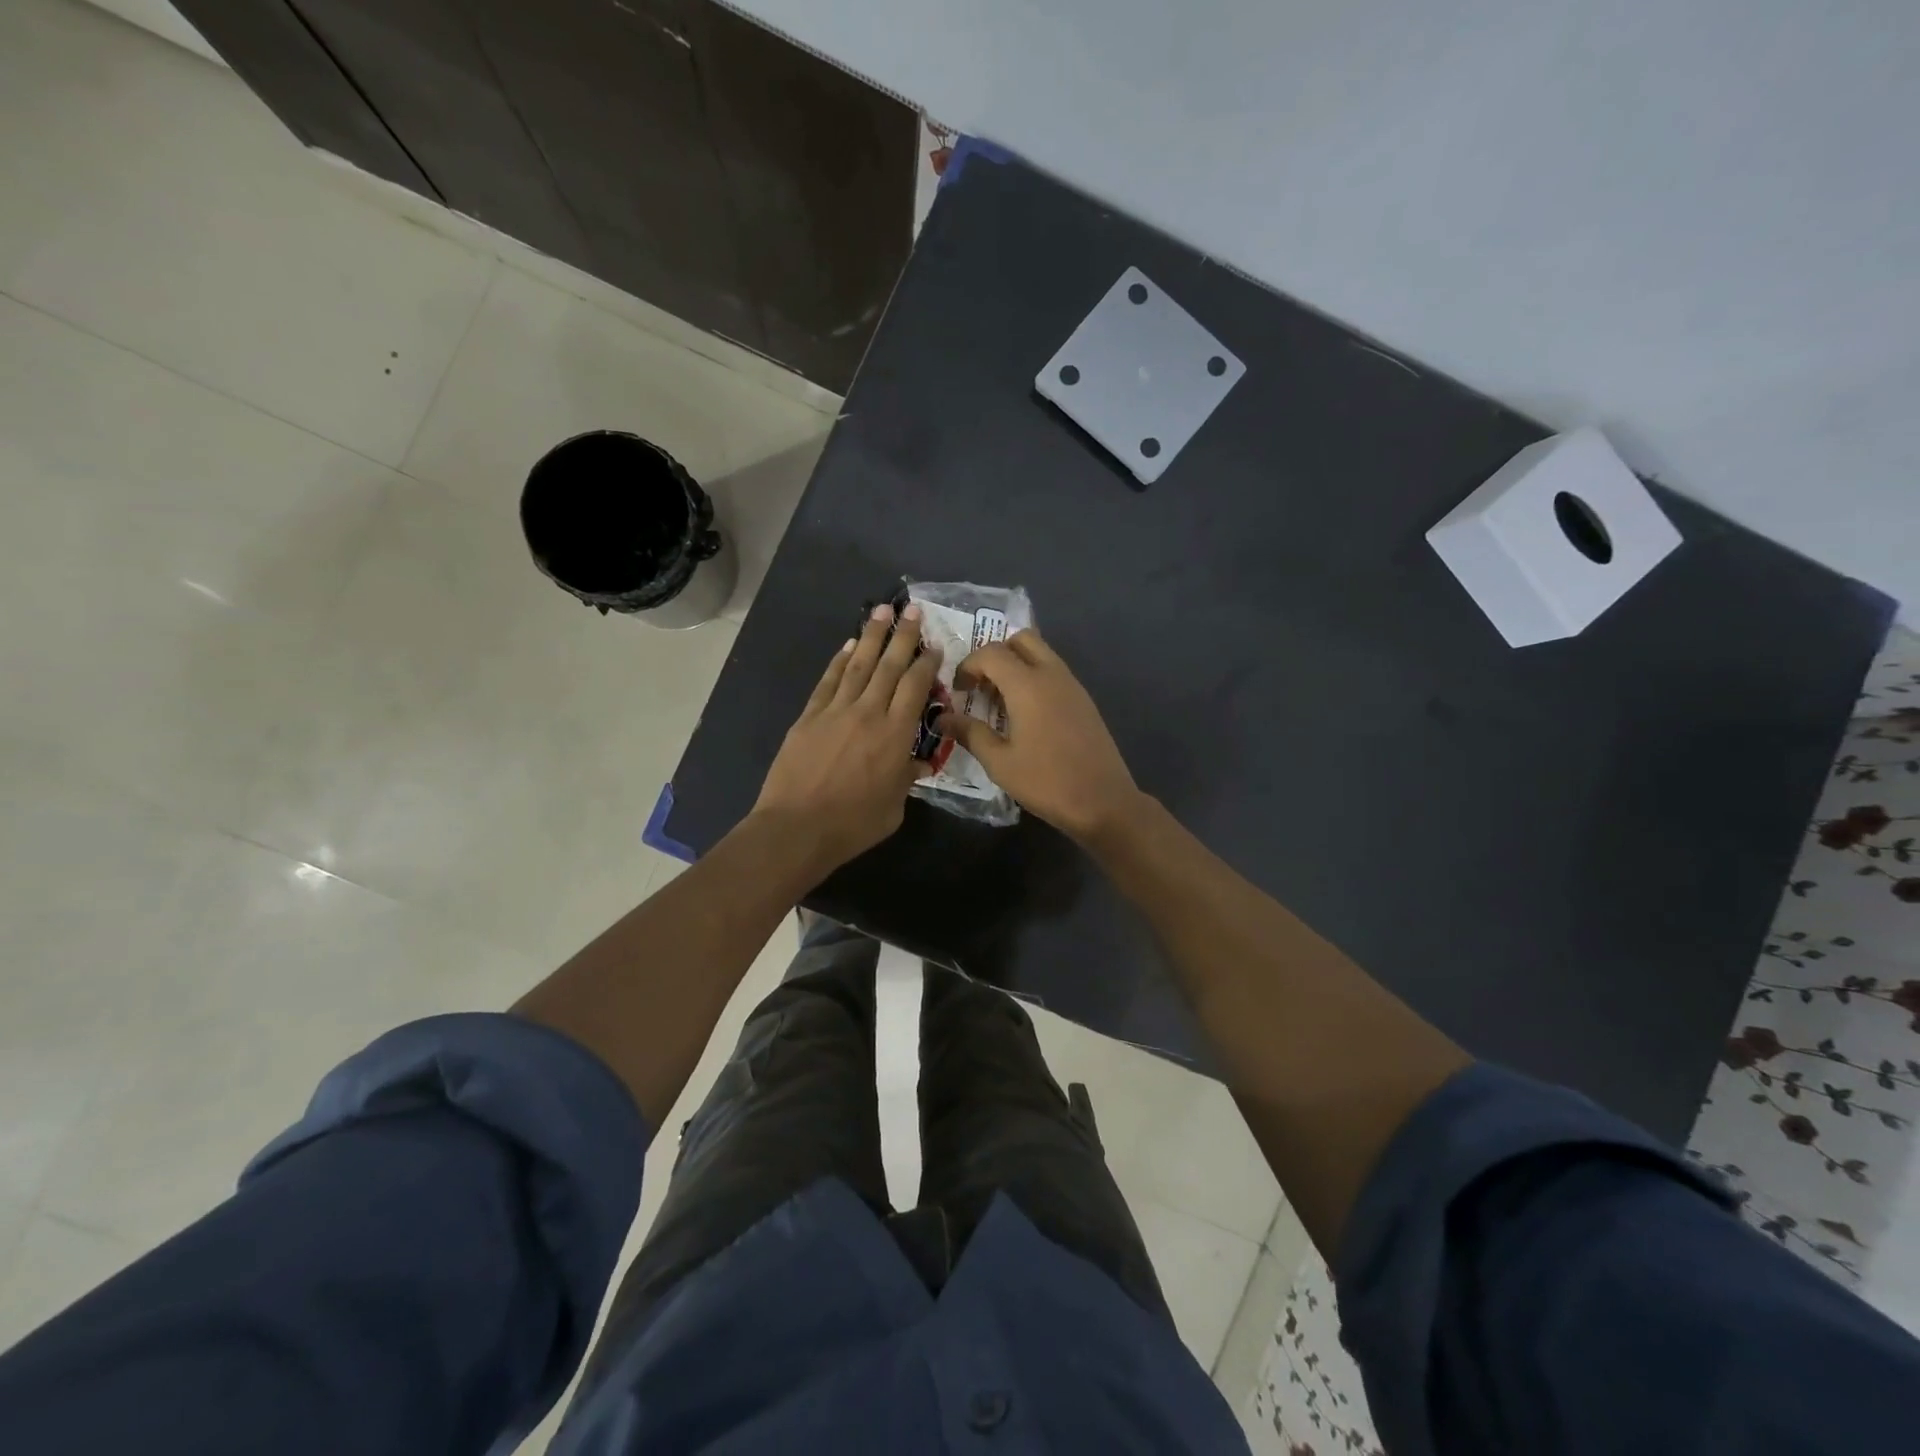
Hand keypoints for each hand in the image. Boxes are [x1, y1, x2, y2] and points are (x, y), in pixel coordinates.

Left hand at [753, 603, 940, 874]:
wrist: (797, 828)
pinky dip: (839, 660)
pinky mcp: (809, 717)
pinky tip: (849, 645)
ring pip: (859, 664)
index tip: (934, 646)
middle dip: (904, 635)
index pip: (916, 687)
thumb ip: (907, 778)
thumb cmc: (853, 824)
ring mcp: (836, 711)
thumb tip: (916, 763)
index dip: (927, 663)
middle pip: (890, 666)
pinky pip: (828, 681)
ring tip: (882, 611)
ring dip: (872, 636)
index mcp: (896, 734)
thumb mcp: (894, 807)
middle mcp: (869, 712)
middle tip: (913, 609)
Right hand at [938, 628, 1140, 843]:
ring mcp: (1072, 685)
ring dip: (1016, 665)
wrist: (1103, 801)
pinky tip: (1025, 714)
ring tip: (1000, 701)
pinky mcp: (1084, 700)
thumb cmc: (1046, 781)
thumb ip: (970, 733)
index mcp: (1028, 684)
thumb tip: (942, 719)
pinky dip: (1034, 678)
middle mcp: (1052, 674)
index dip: (968, 666)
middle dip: (996, 654)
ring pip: (1041, 653)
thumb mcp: (999, 761)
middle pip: (1021, 639)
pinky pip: (1054, 672)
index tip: (958, 691)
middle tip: (981, 685)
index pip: (991, 652)